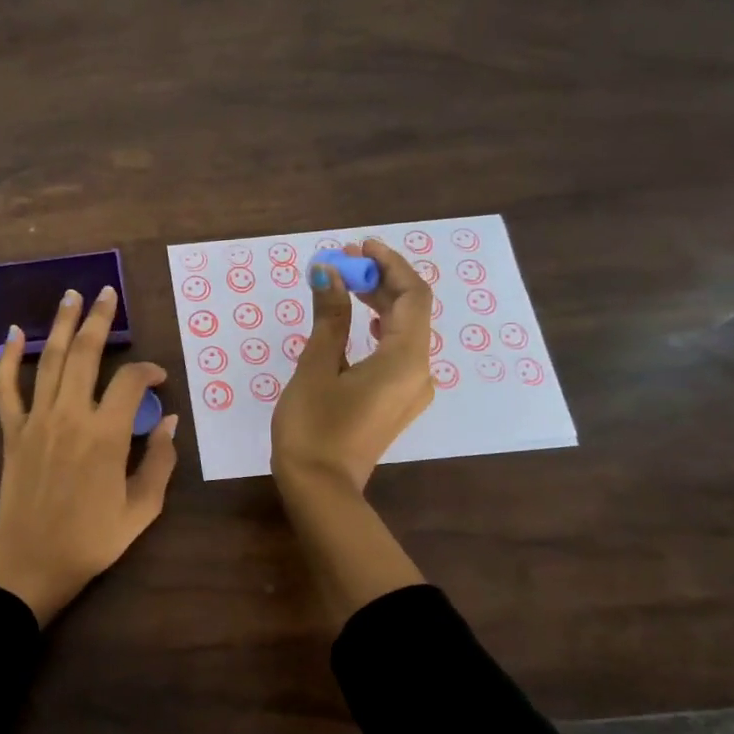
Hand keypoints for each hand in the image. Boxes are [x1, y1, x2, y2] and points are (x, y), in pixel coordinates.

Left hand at [0, 285, 179, 624]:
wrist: (32, 561)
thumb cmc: (91, 539)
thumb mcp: (142, 508)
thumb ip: (160, 461)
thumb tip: (171, 420)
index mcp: (106, 435)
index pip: (131, 383)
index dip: (149, 372)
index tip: (158, 378)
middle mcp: (71, 416)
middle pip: (85, 354)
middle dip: (99, 320)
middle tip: (107, 293)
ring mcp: (37, 420)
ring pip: (48, 360)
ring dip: (60, 324)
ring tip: (70, 295)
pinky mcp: (12, 431)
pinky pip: (6, 388)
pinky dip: (9, 359)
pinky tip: (14, 333)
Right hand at [271, 238, 433, 494]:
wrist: (320, 488)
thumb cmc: (314, 426)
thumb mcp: (317, 366)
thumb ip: (328, 317)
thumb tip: (328, 273)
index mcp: (405, 359)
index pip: (412, 295)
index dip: (389, 264)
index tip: (359, 245)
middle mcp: (419, 372)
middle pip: (411, 312)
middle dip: (380, 281)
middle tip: (343, 261)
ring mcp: (411, 390)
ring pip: (405, 332)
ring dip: (379, 304)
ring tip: (346, 284)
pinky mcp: (397, 402)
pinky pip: (398, 353)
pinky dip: (380, 330)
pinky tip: (363, 323)